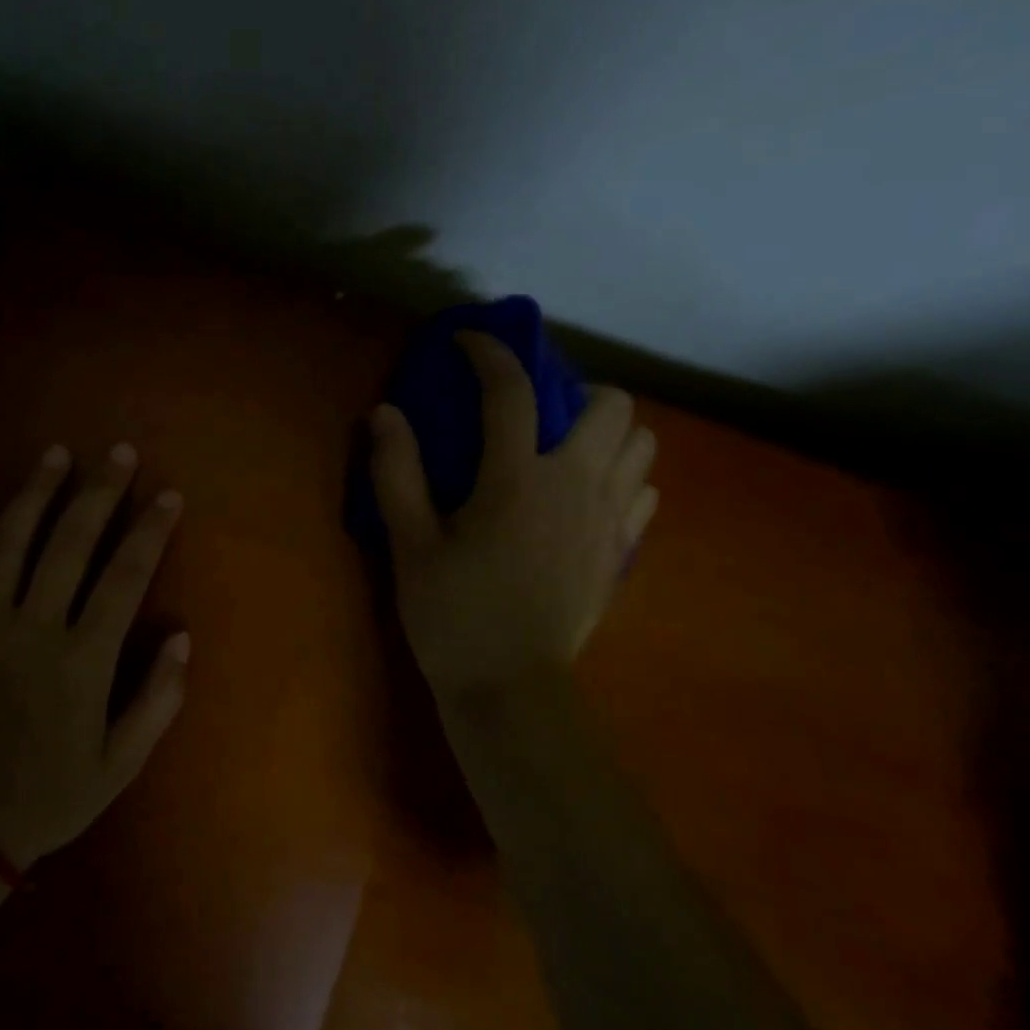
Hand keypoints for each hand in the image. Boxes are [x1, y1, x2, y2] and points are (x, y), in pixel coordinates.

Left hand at [0, 443, 188, 870]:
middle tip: (118, 452)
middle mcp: (32, 630)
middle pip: (70, 544)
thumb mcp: (120, 765)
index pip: (125, 578)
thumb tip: (181, 636)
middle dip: (99, 492)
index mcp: (82, 661)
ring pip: (7, 543)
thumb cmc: (47, 799)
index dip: (150, 531)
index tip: (168, 495)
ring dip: (34, 493)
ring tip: (55, 454)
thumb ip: (157, 699)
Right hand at [368, 331, 656, 703]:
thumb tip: (384, 413)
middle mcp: (576, 486)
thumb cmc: (452, 615)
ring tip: (564, 450)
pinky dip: (621, 477)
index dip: (490, 353)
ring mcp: (609, 520)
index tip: (468, 341)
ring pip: (642, 444)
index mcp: (517, 480)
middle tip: (534, 415)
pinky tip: (584, 497)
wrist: (510, 689)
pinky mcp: (621, 551)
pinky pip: (644, 491)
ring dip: (607, 431)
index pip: (512, 392)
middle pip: (612, 404)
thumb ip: (397, 474)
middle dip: (575, 391)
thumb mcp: (410, 546)